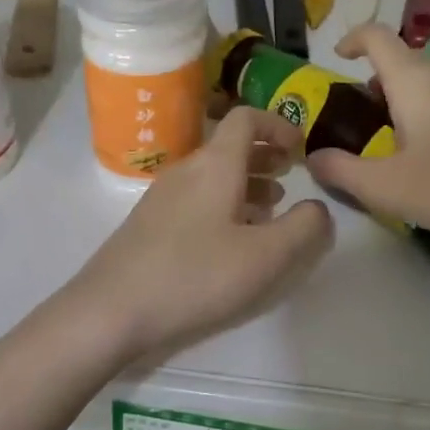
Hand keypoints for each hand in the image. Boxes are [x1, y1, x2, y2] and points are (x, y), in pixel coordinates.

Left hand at [69, 107, 334, 360]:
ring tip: (272, 209)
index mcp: (215, 165)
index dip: (277, 125)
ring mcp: (162, 196)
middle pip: (229, 146)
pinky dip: (223, 205)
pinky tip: (232, 240)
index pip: (245, 118)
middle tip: (292, 176)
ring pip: (213, 175)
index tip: (301, 149)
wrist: (111, 310)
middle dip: (265, 156)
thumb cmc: (195, 276)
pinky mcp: (149, 223)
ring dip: (246, 183)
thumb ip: (304, 228)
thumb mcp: (265, 257)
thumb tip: (319, 208)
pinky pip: (196, 198)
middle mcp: (186, 170)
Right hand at [306, 24, 429, 253]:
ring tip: (398, 142)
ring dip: (407, 100)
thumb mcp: (387, 188)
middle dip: (376, 82)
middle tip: (362, 121)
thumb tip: (314, 158)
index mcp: (415, 81)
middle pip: (404, 61)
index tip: (338, 58)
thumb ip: (342, 171)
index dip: (352, 39)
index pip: (377, 36)